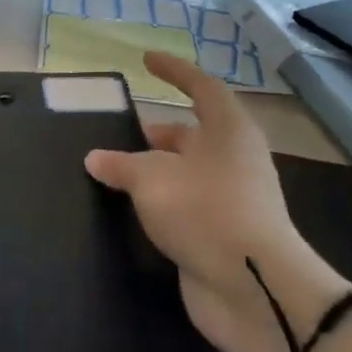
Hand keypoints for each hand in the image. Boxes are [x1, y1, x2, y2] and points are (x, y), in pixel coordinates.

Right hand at [85, 52, 349, 351]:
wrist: (255, 291)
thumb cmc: (206, 212)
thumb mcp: (152, 179)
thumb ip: (121, 165)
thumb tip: (96, 158)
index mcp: (228, 131)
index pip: (200, 87)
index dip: (173, 71)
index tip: (145, 61)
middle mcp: (233, 159)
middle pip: (191, 134)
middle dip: (155, 134)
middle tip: (117, 136)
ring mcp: (230, 200)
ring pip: (185, 173)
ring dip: (153, 172)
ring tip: (112, 173)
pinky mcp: (221, 235)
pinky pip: (183, 207)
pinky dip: (158, 203)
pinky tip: (129, 209)